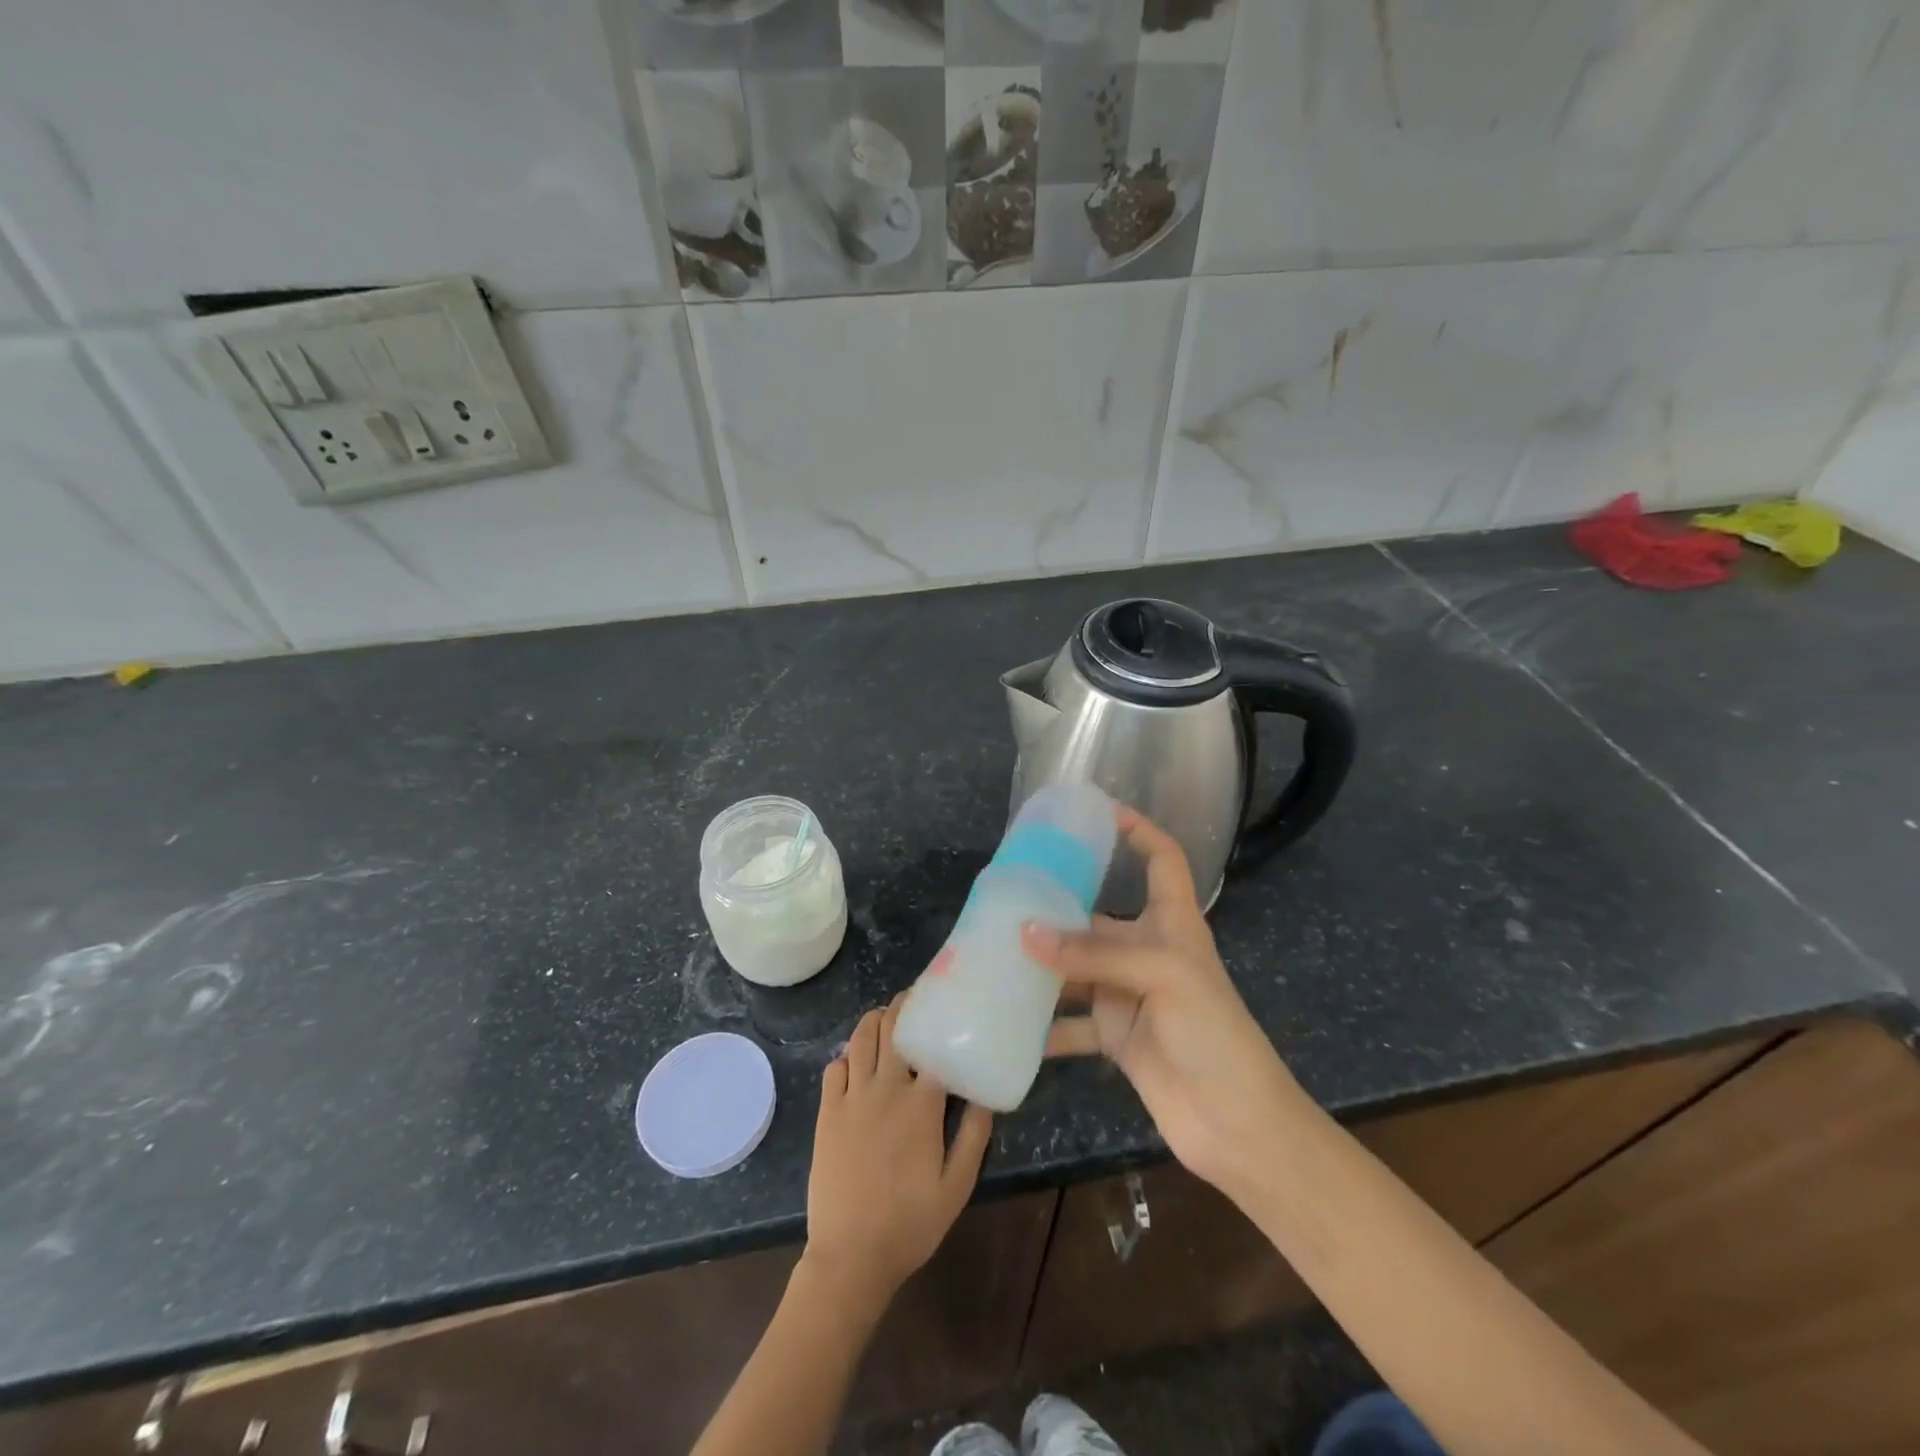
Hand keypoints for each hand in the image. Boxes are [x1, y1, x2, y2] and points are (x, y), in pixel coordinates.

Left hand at [803, 997, 992, 1310]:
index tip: (949, 1007)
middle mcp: (886, 1088)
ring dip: (875, 1020)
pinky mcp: (827, 1111)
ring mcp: (852, 1097)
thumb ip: (974, 1135)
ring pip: (861, 1039)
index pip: (935, 1046)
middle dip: (905, 1006)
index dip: (941, 1022)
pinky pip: (834, 1067)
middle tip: (915, 998)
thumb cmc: (911, 1223)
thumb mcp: (957, 1186)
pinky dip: (847, 1055)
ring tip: (886, 1014)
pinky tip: (856, 1058)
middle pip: (894, 1029)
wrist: (851, 1256)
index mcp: (922, 1105)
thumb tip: (986, 1093)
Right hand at [1024, 807, 1300, 1198]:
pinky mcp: (1116, 1038)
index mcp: (1172, 924)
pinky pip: (1071, 1025)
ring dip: (1042, 966)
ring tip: (993, 952)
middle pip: (1097, 917)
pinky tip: (1006, 1020)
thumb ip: (1092, 954)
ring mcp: (1129, 995)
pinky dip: (1043, 1026)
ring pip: (1076, 970)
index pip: (1162, 860)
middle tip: (1007, 894)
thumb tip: (1024, 933)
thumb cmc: (1212, 1033)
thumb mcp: (1161, 976)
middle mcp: (1147, 952)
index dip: (1139, 831)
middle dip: (1057, 907)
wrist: (1237, 1125)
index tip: (1099, 812)